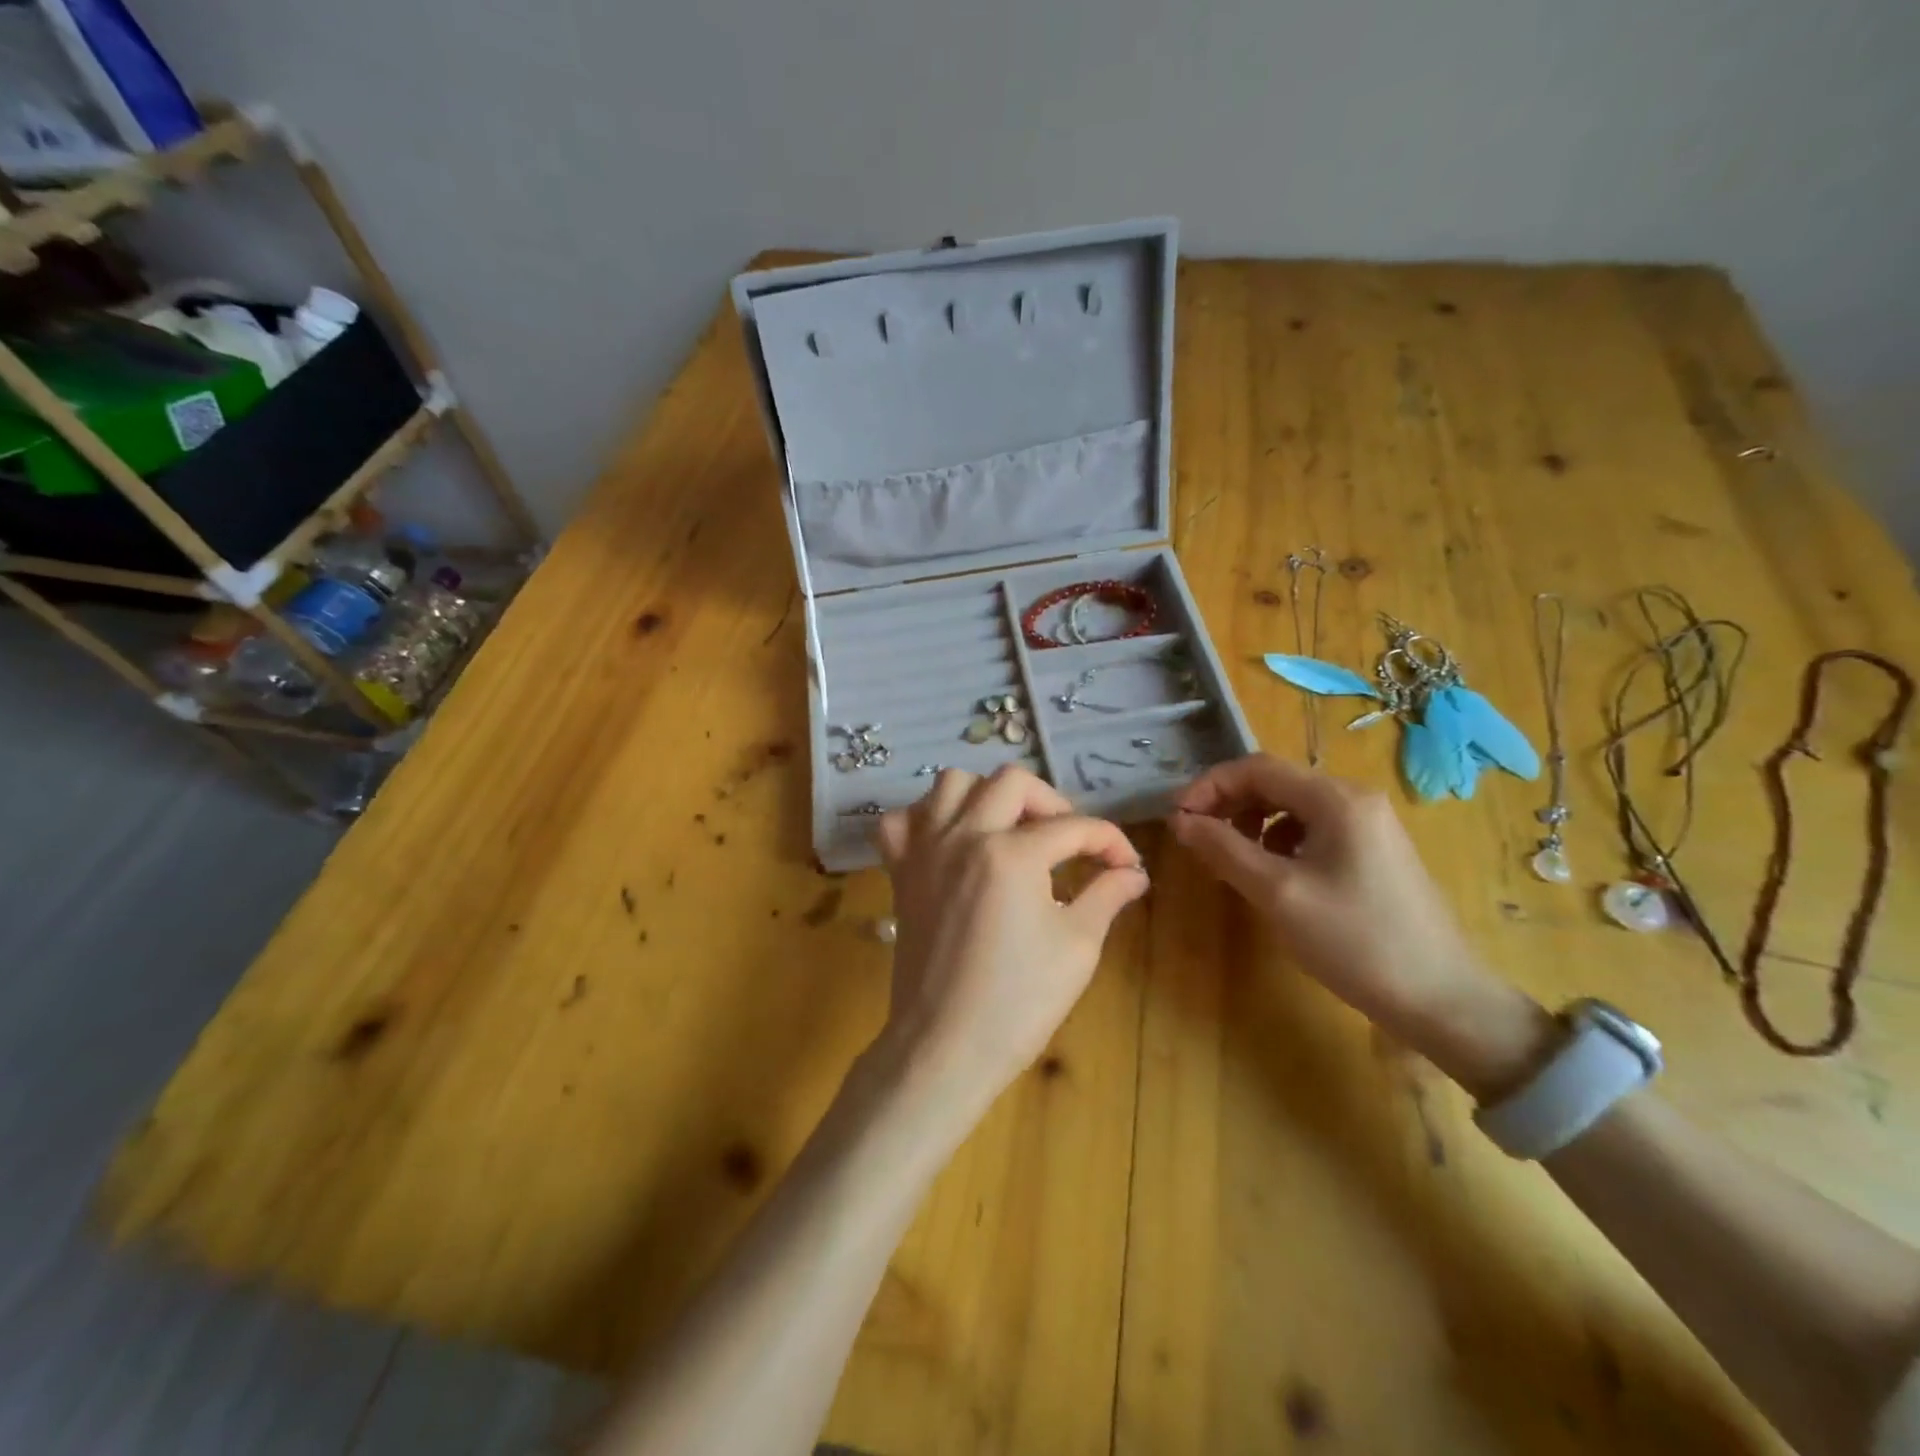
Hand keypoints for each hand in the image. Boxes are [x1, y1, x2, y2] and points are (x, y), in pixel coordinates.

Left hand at [873, 766, 1148, 1104]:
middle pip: (1011, 782)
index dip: (1110, 842)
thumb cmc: (1017, 1003)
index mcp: (1012, 854)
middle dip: (1051, 802)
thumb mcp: (1077, 948)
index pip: (1073, 827)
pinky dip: (926, 818)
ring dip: (987, 795)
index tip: (1126, 865)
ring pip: (951, 783)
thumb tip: (1133, 873)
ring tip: (1009, 829)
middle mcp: (963, 836)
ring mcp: (925, 850)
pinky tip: (950, 841)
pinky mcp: (900, 871)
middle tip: (1068, 840)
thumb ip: (1107, 896)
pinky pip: (902, 820)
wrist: (944, 1046)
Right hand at [1167, 755, 1555, 1100]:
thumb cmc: (1356, 941)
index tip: (1177, 819)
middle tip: (1195, 838)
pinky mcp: (1372, 852)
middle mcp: (1354, 799)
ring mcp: (1368, 826)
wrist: (1442, 1000)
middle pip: (1275, 783)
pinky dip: (1278, 842)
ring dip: (1250, 823)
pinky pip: (1311, 830)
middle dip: (1228, 804)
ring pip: (1291, 807)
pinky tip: (1270, 874)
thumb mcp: (1278, 894)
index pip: (1257, 768)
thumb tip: (1181, 821)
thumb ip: (1224, 850)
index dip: (1209, 786)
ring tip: (1228, 858)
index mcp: (1336, 799)